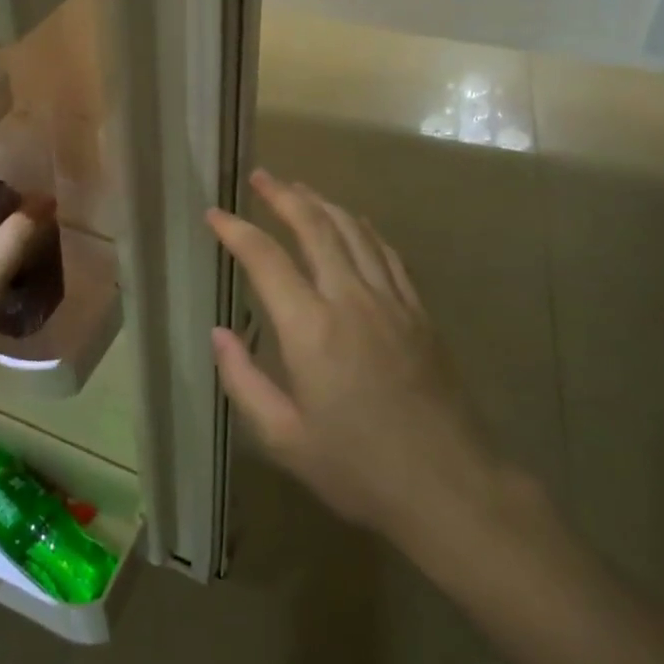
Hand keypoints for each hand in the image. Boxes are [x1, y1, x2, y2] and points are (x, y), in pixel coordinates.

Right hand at [207, 169, 505, 543]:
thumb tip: (218, 332)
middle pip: (314, 227)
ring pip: (353, 231)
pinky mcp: (418, 311)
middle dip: (283, 196)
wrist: (450, 486)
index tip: (214, 214)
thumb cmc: (359, 468)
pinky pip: (387, 253)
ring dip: (322, 203)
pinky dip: (363, 228)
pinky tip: (353, 223)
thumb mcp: (284, 438)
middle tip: (261, 177)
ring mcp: (391, 300)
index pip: (265, 259)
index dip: (235, 230)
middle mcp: (351, 299)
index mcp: (311, 329)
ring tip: (299, 188)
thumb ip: (243, 381)